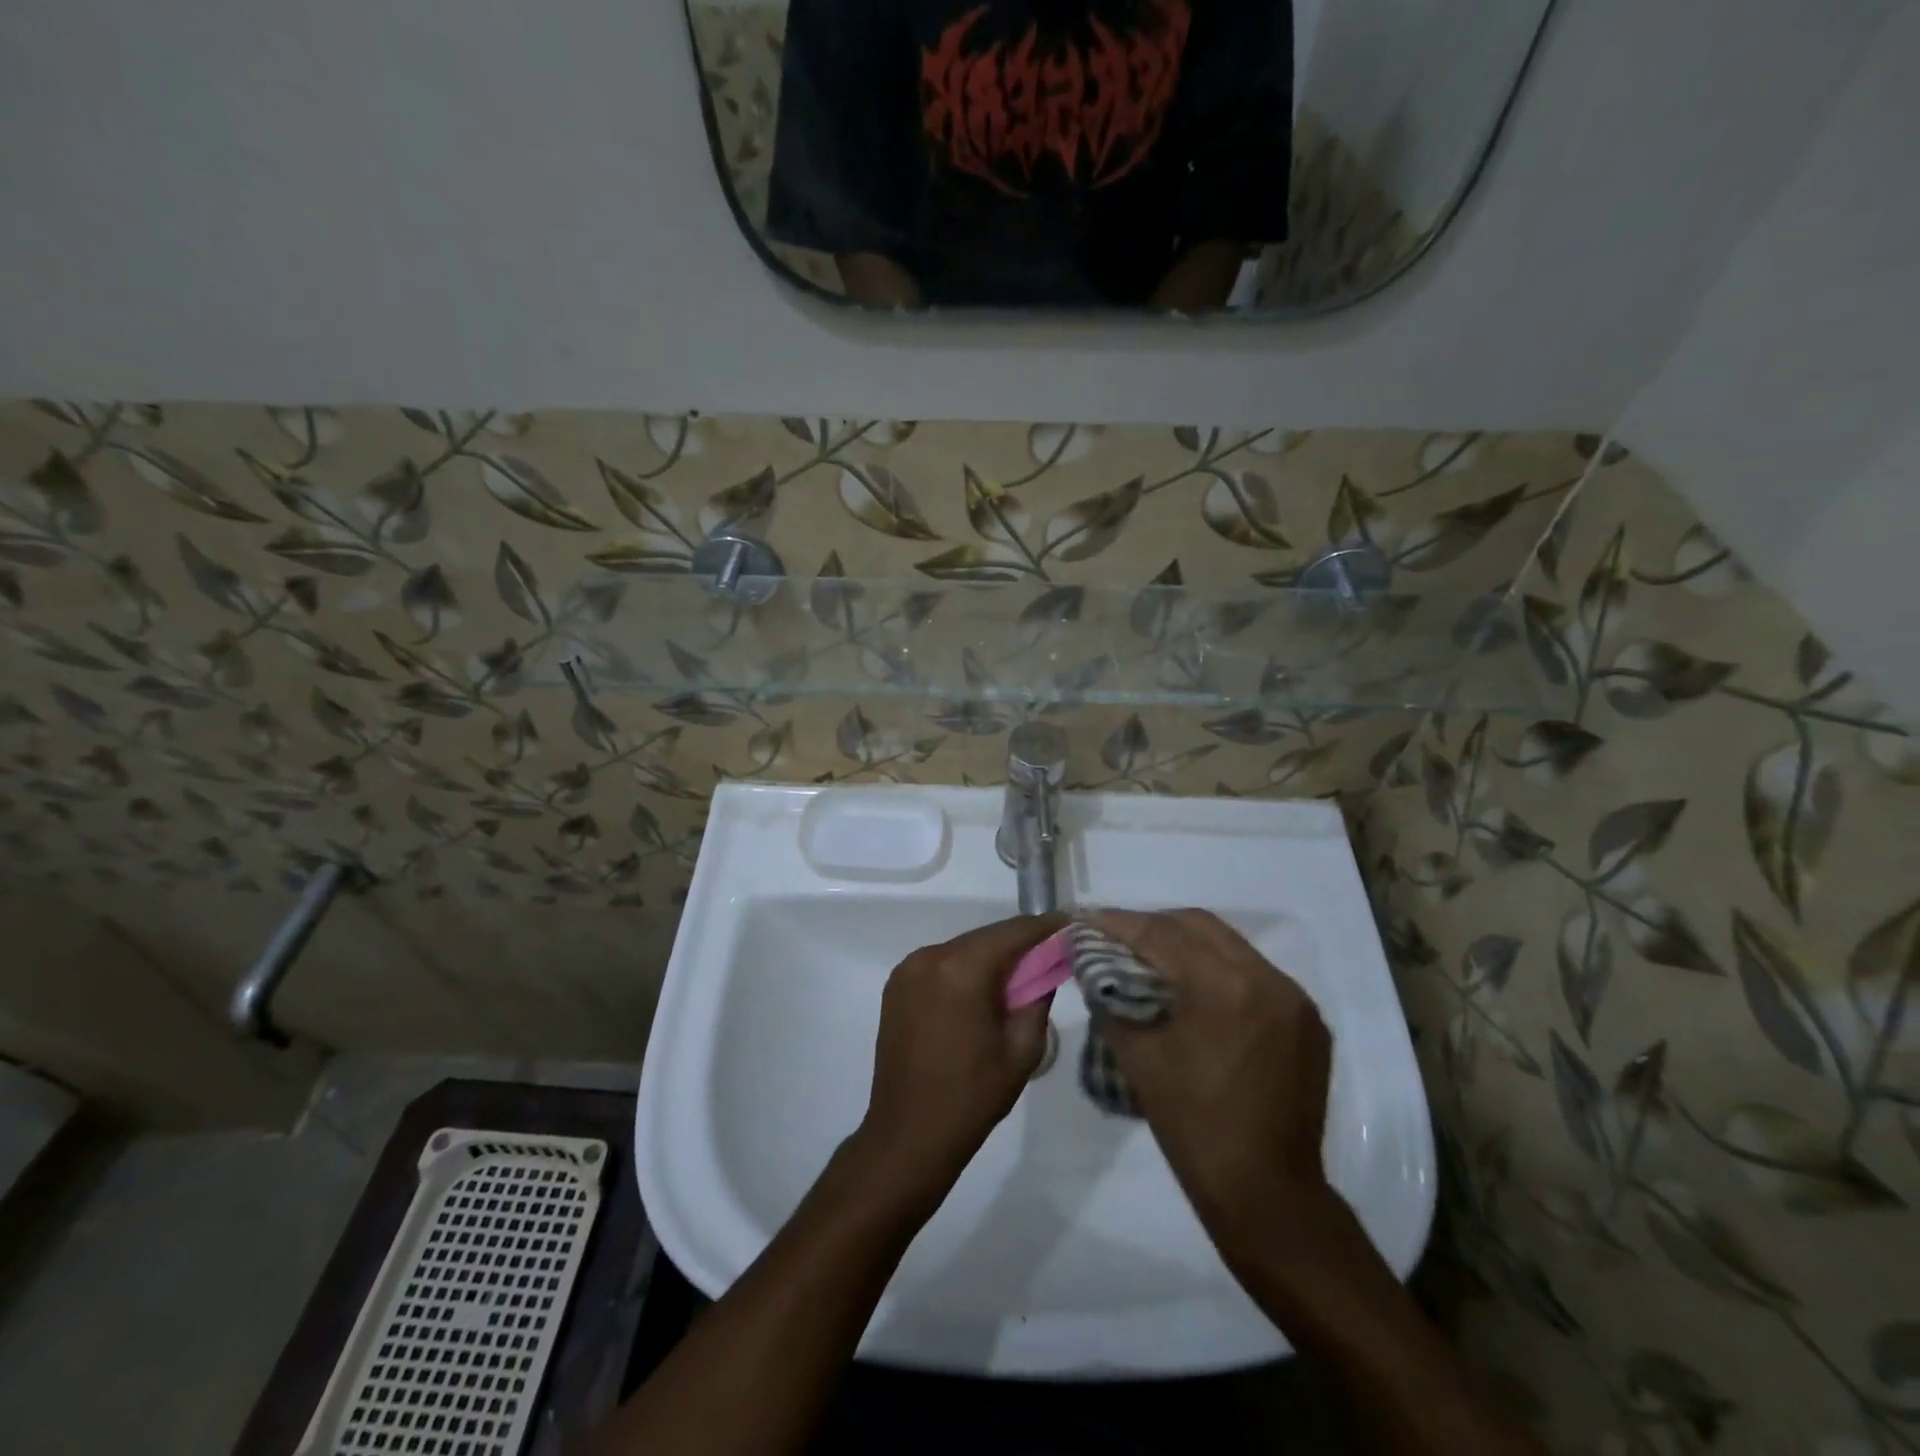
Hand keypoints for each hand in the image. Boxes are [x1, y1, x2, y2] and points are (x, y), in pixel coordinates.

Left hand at [853, 913, 1064, 1209]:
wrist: (909, 1134)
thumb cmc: (972, 1096)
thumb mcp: (1022, 1048)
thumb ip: (1038, 997)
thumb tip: (1047, 966)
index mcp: (962, 969)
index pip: (1013, 932)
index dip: (1045, 926)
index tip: (1071, 924)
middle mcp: (930, 957)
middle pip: (986, 937)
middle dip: (1019, 943)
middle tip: (1051, 952)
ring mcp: (908, 969)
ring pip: (963, 949)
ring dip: (991, 957)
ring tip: (1019, 975)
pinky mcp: (897, 985)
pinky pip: (941, 964)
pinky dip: (965, 969)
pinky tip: (982, 991)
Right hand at [1087, 909, 1336, 1259]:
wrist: (1267, 1196)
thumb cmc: (1194, 1127)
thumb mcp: (1138, 1058)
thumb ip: (1111, 1001)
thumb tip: (1093, 967)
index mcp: (1227, 987)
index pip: (1162, 934)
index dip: (1119, 923)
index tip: (1086, 918)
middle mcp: (1268, 979)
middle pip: (1199, 925)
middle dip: (1153, 925)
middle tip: (1116, 937)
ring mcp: (1294, 999)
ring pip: (1229, 945)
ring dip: (1185, 944)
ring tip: (1148, 958)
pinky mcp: (1307, 1021)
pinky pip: (1253, 974)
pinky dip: (1217, 969)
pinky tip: (1192, 989)